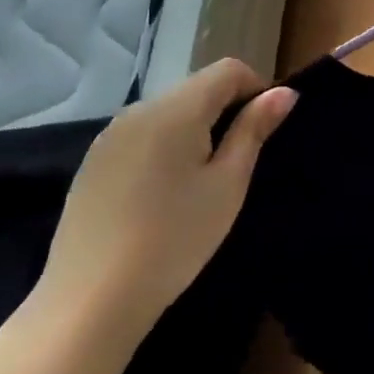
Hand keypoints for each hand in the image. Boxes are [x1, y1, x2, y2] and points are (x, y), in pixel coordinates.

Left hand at [31, 59, 295, 352]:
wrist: (89, 303)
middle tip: (235, 164)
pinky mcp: (92, 163)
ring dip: (193, 130)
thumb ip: (254, 130)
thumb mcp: (227, 184)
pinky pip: (141, 136)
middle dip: (224, 111)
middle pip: (196, 88)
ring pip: (168, 112)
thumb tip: (284, 93)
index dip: (256, 89)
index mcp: (177, 108)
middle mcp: (139, 109)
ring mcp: (110, 135)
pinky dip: (162, 148)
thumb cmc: (174, 239)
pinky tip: (160, 196)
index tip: (262, 132)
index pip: (228, 70)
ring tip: (198, 182)